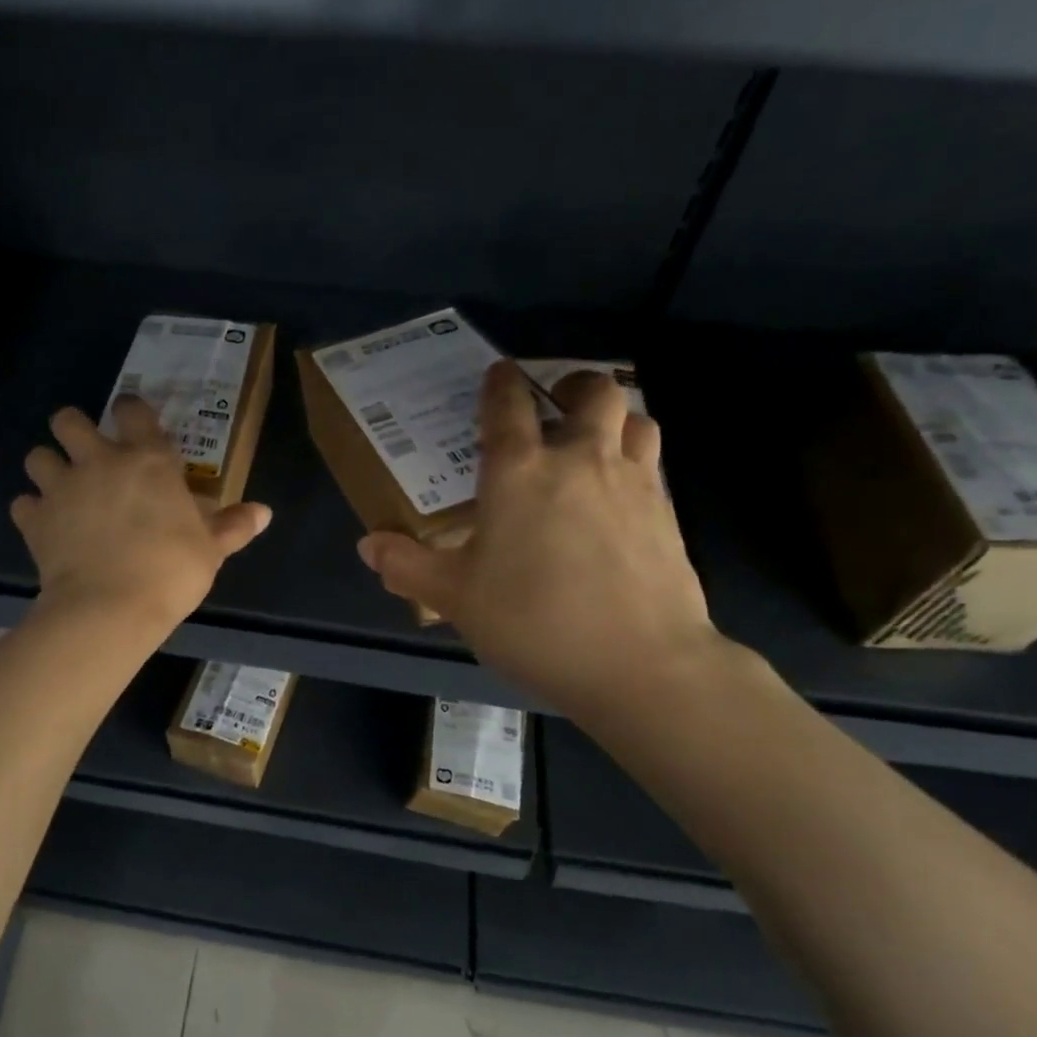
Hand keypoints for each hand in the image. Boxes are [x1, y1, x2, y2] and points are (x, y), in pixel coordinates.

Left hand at [12, 395, 271, 633]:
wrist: (110, 608)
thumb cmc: (171, 571)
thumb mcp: (211, 549)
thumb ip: (233, 526)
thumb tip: (264, 512)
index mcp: (148, 460)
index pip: (133, 411)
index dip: (130, 410)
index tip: (131, 420)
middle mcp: (99, 462)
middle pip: (68, 420)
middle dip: (72, 428)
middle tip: (86, 451)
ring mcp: (62, 488)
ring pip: (37, 456)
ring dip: (47, 466)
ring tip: (60, 487)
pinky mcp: (35, 520)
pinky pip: (22, 503)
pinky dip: (32, 511)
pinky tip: (45, 526)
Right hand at [357, 362, 724, 721]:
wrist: (640, 664)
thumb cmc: (534, 621)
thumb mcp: (456, 597)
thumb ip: (408, 565)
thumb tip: (368, 545)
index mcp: (520, 471)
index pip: (508, 405)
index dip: (501, 382)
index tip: (500, 373)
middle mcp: (580, 460)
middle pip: (594, 392)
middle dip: (574, 386)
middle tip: (557, 405)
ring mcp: (633, 482)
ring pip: (635, 420)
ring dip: (614, 420)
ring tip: (595, 443)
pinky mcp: (668, 514)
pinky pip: (653, 465)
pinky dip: (636, 462)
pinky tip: (619, 498)